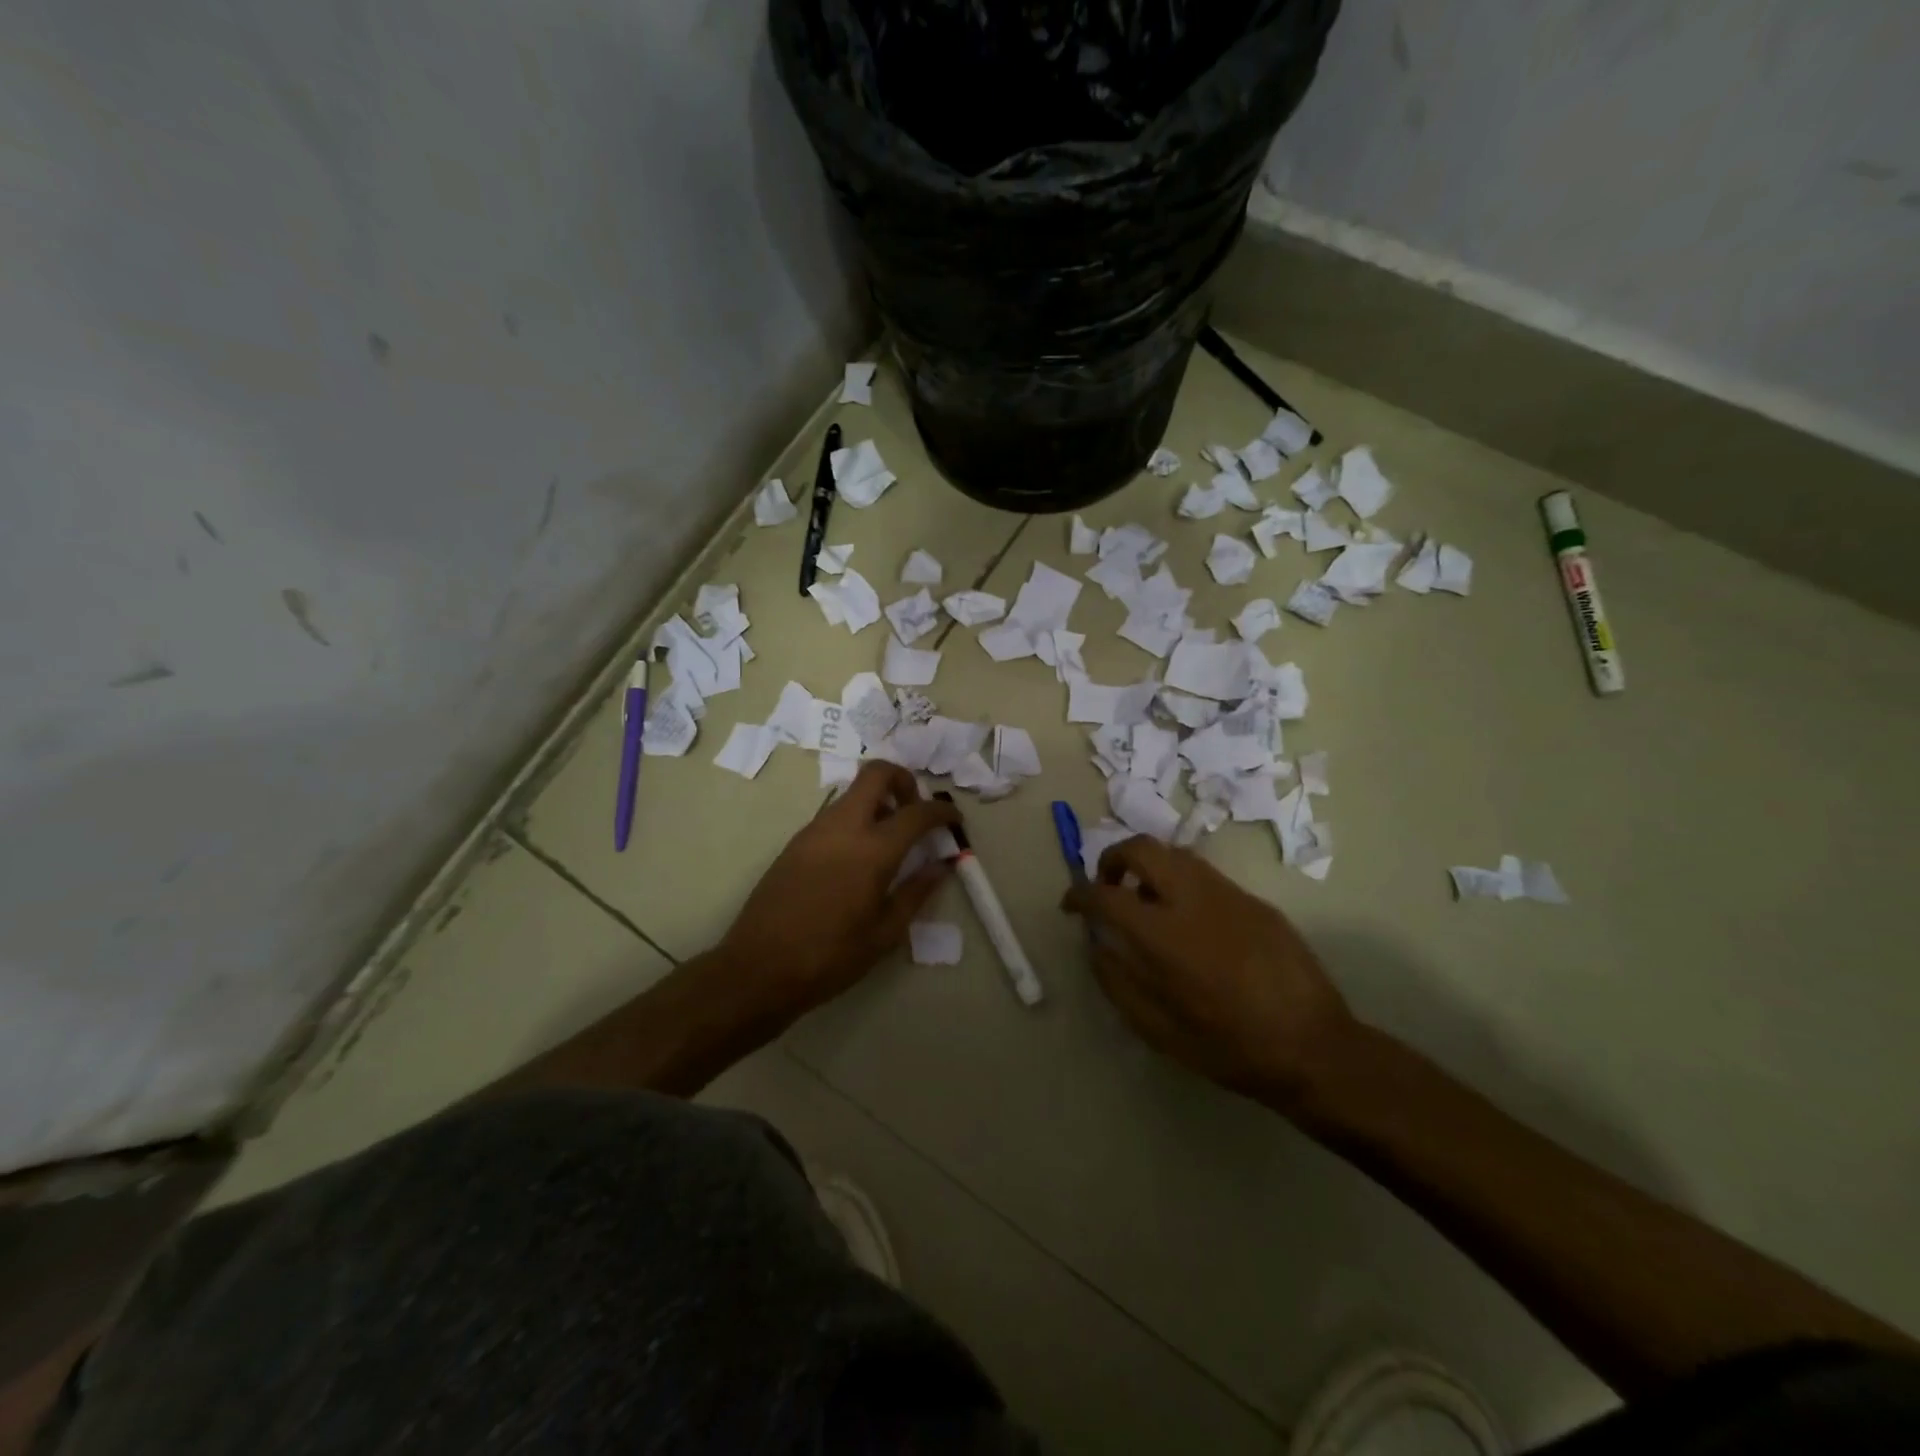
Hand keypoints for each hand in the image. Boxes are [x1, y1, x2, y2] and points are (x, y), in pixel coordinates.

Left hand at [716, 761, 958, 1020]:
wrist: (758, 968)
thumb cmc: (830, 956)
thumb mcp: (885, 932)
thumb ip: (917, 892)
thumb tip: (942, 866)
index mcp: (872, 849)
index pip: (917, 812)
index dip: (942, 811)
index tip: (954, 819)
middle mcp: (843, 827)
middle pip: (876, 774)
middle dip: (903, 780)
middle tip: (914, 811)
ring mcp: (814, 830)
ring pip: (852, 793)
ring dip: (877, 800)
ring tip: (889, 840)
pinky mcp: (795, 842)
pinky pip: (834, 814)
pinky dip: (855, 819)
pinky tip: (858, 857)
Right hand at [1063, 836, 1357, 1108]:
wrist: (1315, 1048)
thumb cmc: (1229, 1047)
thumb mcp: (1158, 1030)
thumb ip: (1117, 982)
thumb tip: (1097, 946)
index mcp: (1164, 935)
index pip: (1105, 894)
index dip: (1078, 894)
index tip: (1070, 906)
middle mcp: (1193, 898)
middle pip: (1140, 848)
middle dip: (1111, 859)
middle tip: (1106, 888)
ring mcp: (1229, 893)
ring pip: (1174, 853)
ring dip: (1147, 866)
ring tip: (1144, 901)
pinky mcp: (1254, 900)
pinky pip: (1204, 874)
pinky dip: (1179, 880)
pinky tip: (1186, 918)